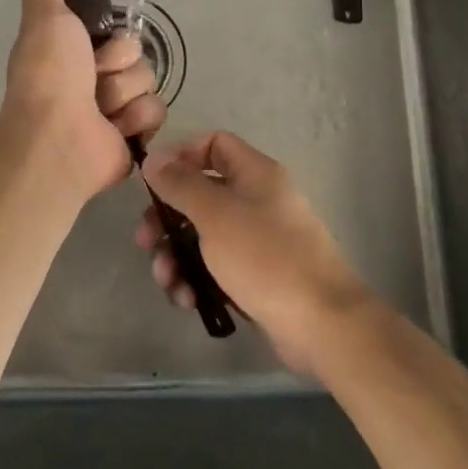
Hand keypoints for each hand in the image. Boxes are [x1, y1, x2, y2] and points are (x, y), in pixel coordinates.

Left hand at [1, 0, 164, 201]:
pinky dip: (136, 119)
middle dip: (117, 67)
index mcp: (78, 55)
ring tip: (100, 109)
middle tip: (93, 80)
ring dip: (124, 94)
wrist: (56, 135)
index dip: (112, 40)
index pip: (121, 35)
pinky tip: (114, 128)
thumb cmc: (49, 73)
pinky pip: (156, 113)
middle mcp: (96, 81)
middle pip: (137, 57)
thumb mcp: (44, 17)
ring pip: (148, 83)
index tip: (91, 47)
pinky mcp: (133, 138)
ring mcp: (115, 111)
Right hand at [138, 131, 372, 373]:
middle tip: (145, 241)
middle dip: (168, 218)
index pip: (214, 144)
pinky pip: (216, 268)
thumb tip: (154, 158)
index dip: (181, 156)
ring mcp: (258, 241)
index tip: (153, 182)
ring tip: (168, 283)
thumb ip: (181, 184)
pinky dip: (197, 280)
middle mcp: (257, 200)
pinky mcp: (256, 277)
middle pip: (201, 194)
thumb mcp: (215, 214)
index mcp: (255, 174)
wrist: (322, 324)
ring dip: (177, 256)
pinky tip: (187, 301)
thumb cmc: (266, 257)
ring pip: (204, 236)